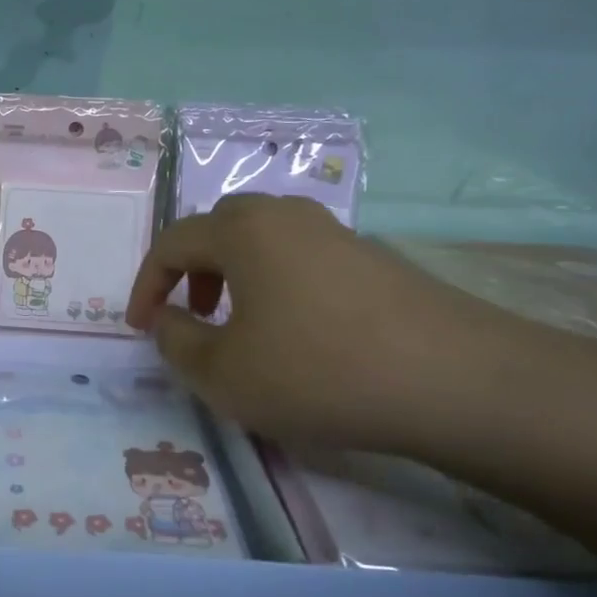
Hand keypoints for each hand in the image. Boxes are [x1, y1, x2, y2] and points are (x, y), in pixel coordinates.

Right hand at [124, 195, 515, 450]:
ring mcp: (338, 234)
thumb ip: (176, 342)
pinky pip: (306, 260)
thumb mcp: (222, 373)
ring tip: (242, 326)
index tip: (141, 328)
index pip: (173, 242)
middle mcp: (288, 216)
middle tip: (193, 313)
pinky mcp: (377, 260)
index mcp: (243, 230)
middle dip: (193, 268)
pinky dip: (280, 286)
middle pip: (222, 227)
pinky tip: (299, 335)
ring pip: (267, 241)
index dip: (146, 285)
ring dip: (237, 275)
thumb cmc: (317, 370)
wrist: (454, 381)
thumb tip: (167, 319)